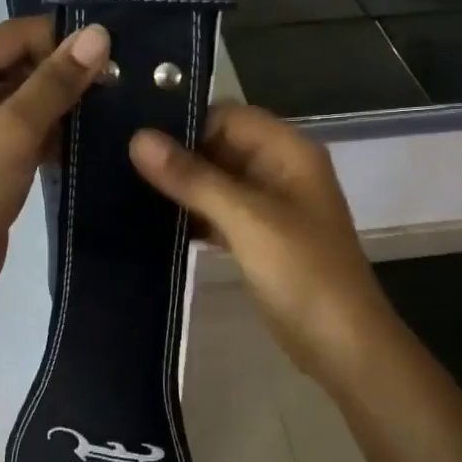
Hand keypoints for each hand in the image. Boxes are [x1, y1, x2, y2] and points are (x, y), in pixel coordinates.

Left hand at [0, 16, 110, 300]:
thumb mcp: (13, 132)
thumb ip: (56, 81)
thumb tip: (98, 33)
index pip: (14, 35)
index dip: (63, 41)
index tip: (115, 57)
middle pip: (20, 62)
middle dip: (66, 73)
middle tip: (122, 82)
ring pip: (27, 95)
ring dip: (64, 102)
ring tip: (115, 105)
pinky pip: (26, 124)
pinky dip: (54, 128)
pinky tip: (92, 135)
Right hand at [129, 104, 397, 385]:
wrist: (342, 345)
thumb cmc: (302, 273)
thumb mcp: (246, 220)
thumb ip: (193, 178)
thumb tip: (138, 139)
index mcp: (288, 152)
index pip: (228, 116)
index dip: (186, 124)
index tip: (135, 138)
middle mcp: (280, 170)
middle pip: (221, 146)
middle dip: (178, 155)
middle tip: (119, 164)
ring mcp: (270, 206)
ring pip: (217, 181)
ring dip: (182, 186)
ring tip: (126, 188)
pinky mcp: (259, 237)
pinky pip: (219, 212)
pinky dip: (193, 215)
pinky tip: (153, 223)